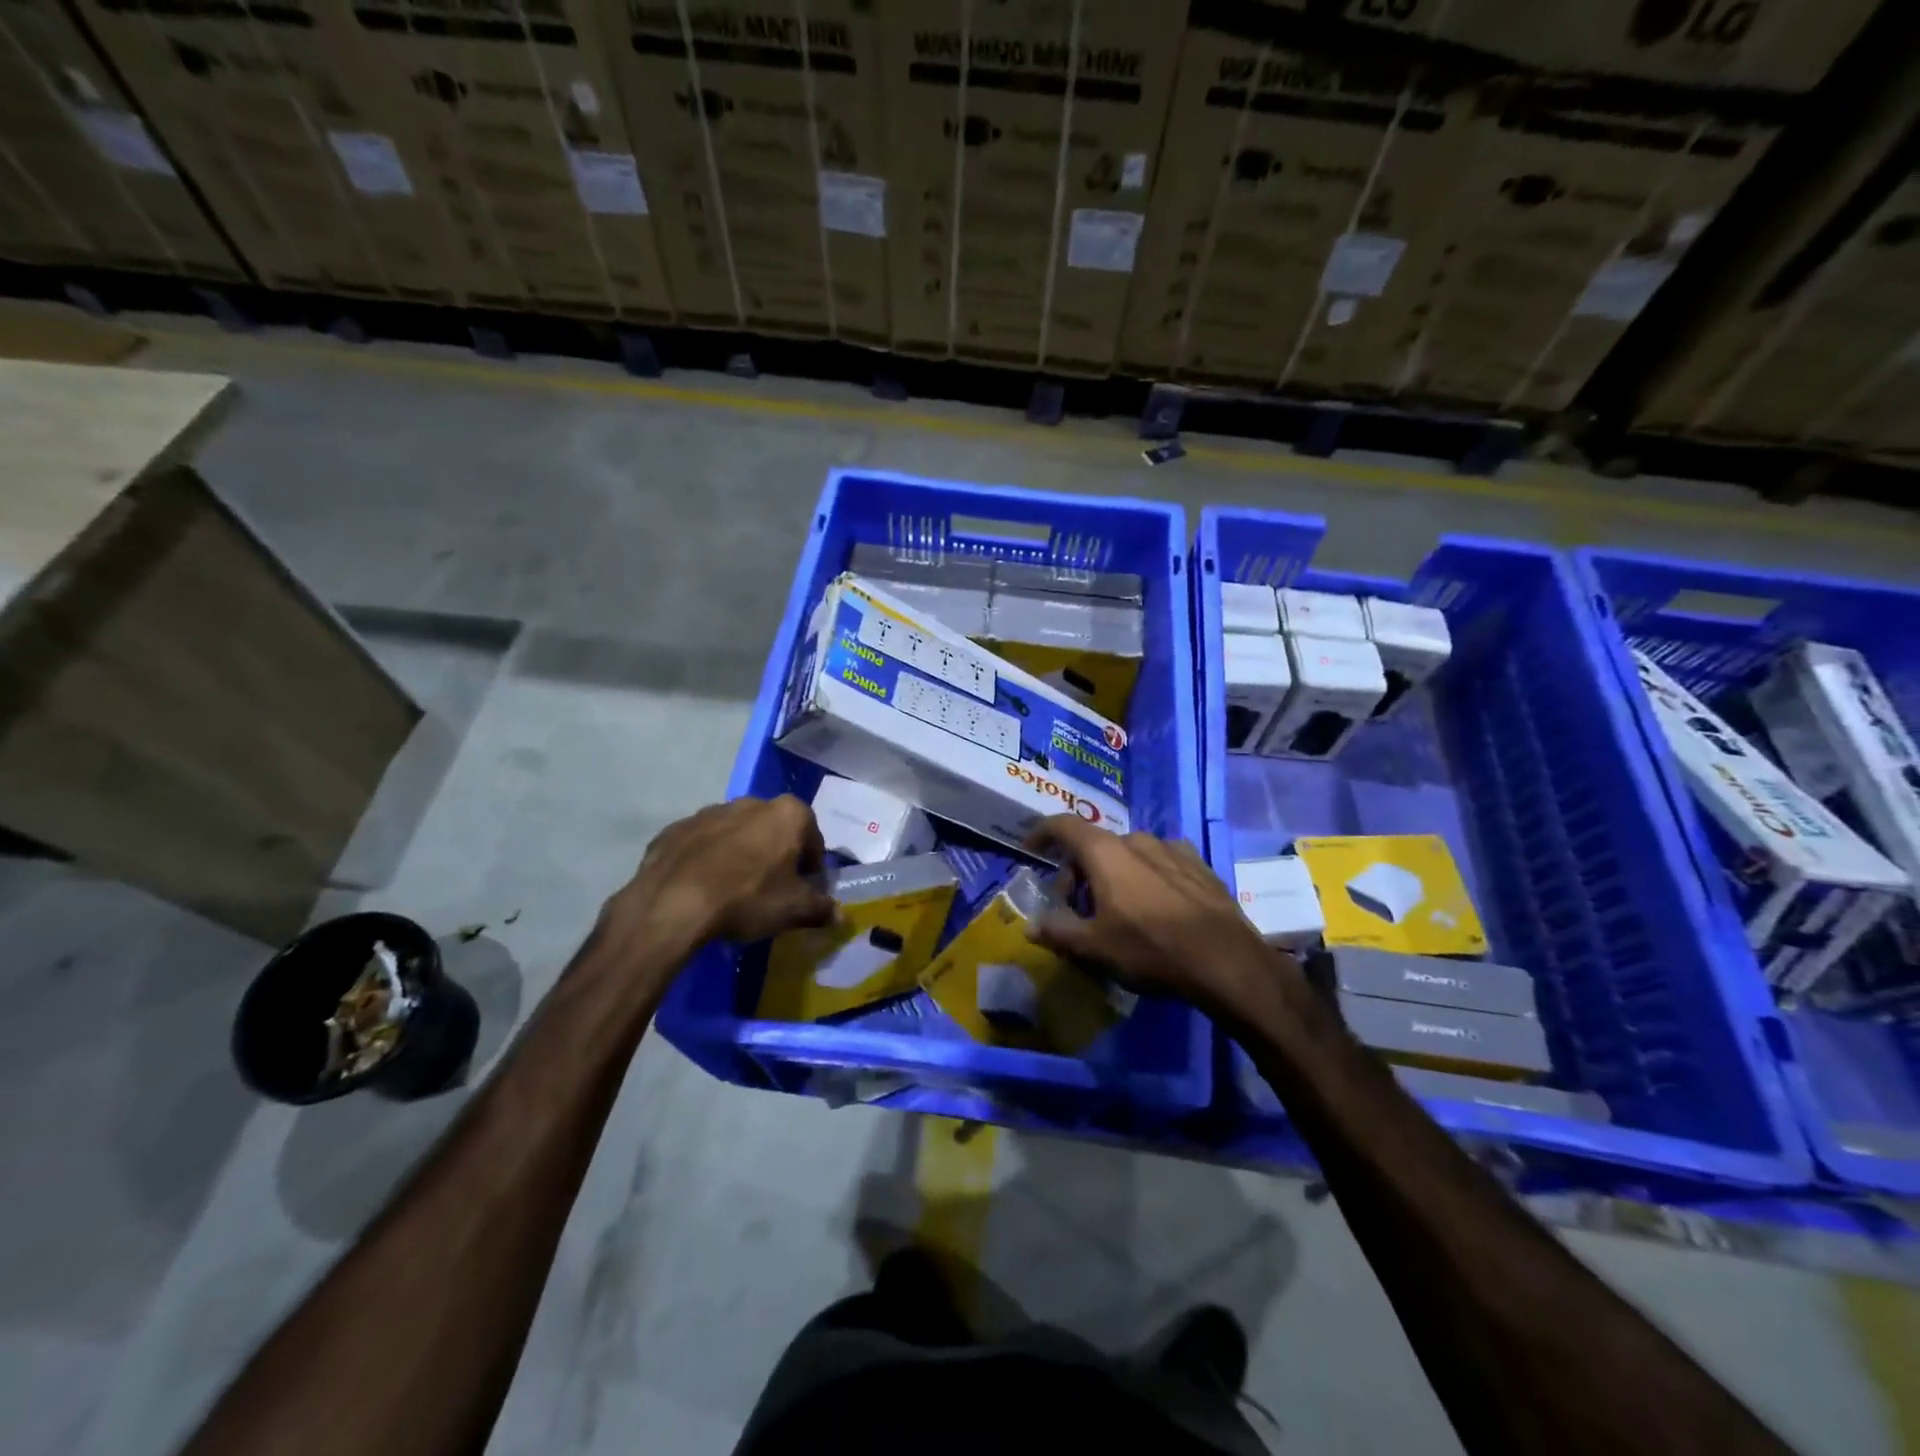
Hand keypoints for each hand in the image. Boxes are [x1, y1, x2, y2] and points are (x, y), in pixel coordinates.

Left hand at [607, 796, 835, 953]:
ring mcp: (709, 812)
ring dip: (740, 855)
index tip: (803, 889)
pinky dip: (706, 860)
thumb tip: (839, 915)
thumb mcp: (793, 910)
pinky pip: (701, 844)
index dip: (811, 865)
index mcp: (787, 814)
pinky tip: (702, 888)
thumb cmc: (747, 898)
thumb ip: (820, 908)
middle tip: (771, 890)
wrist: (672, 905)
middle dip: (776, 854)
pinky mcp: (676, 829)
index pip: (812, 837)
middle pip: (773, 830)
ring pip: (736, 834)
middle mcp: (751, 803)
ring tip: (733, 891)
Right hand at [1023, 817, 1292, 1018]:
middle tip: (1075, 905)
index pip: (1062, 825)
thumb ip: (1057, 931)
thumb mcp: (1094, 948)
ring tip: (1116, 907)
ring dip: (1113, 872)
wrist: (1226, 961)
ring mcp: (1171, 848)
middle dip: (1078, 870)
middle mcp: (1136, 839)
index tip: (1030, 850)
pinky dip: (1146, 875)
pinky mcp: (1199, 863)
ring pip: (1129, 853)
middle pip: (1095, 845)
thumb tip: (1031, 925)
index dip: (1041, 833)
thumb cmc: (1150, 949)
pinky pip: (1160, 861)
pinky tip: (1154, 903)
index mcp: (1104, 852)